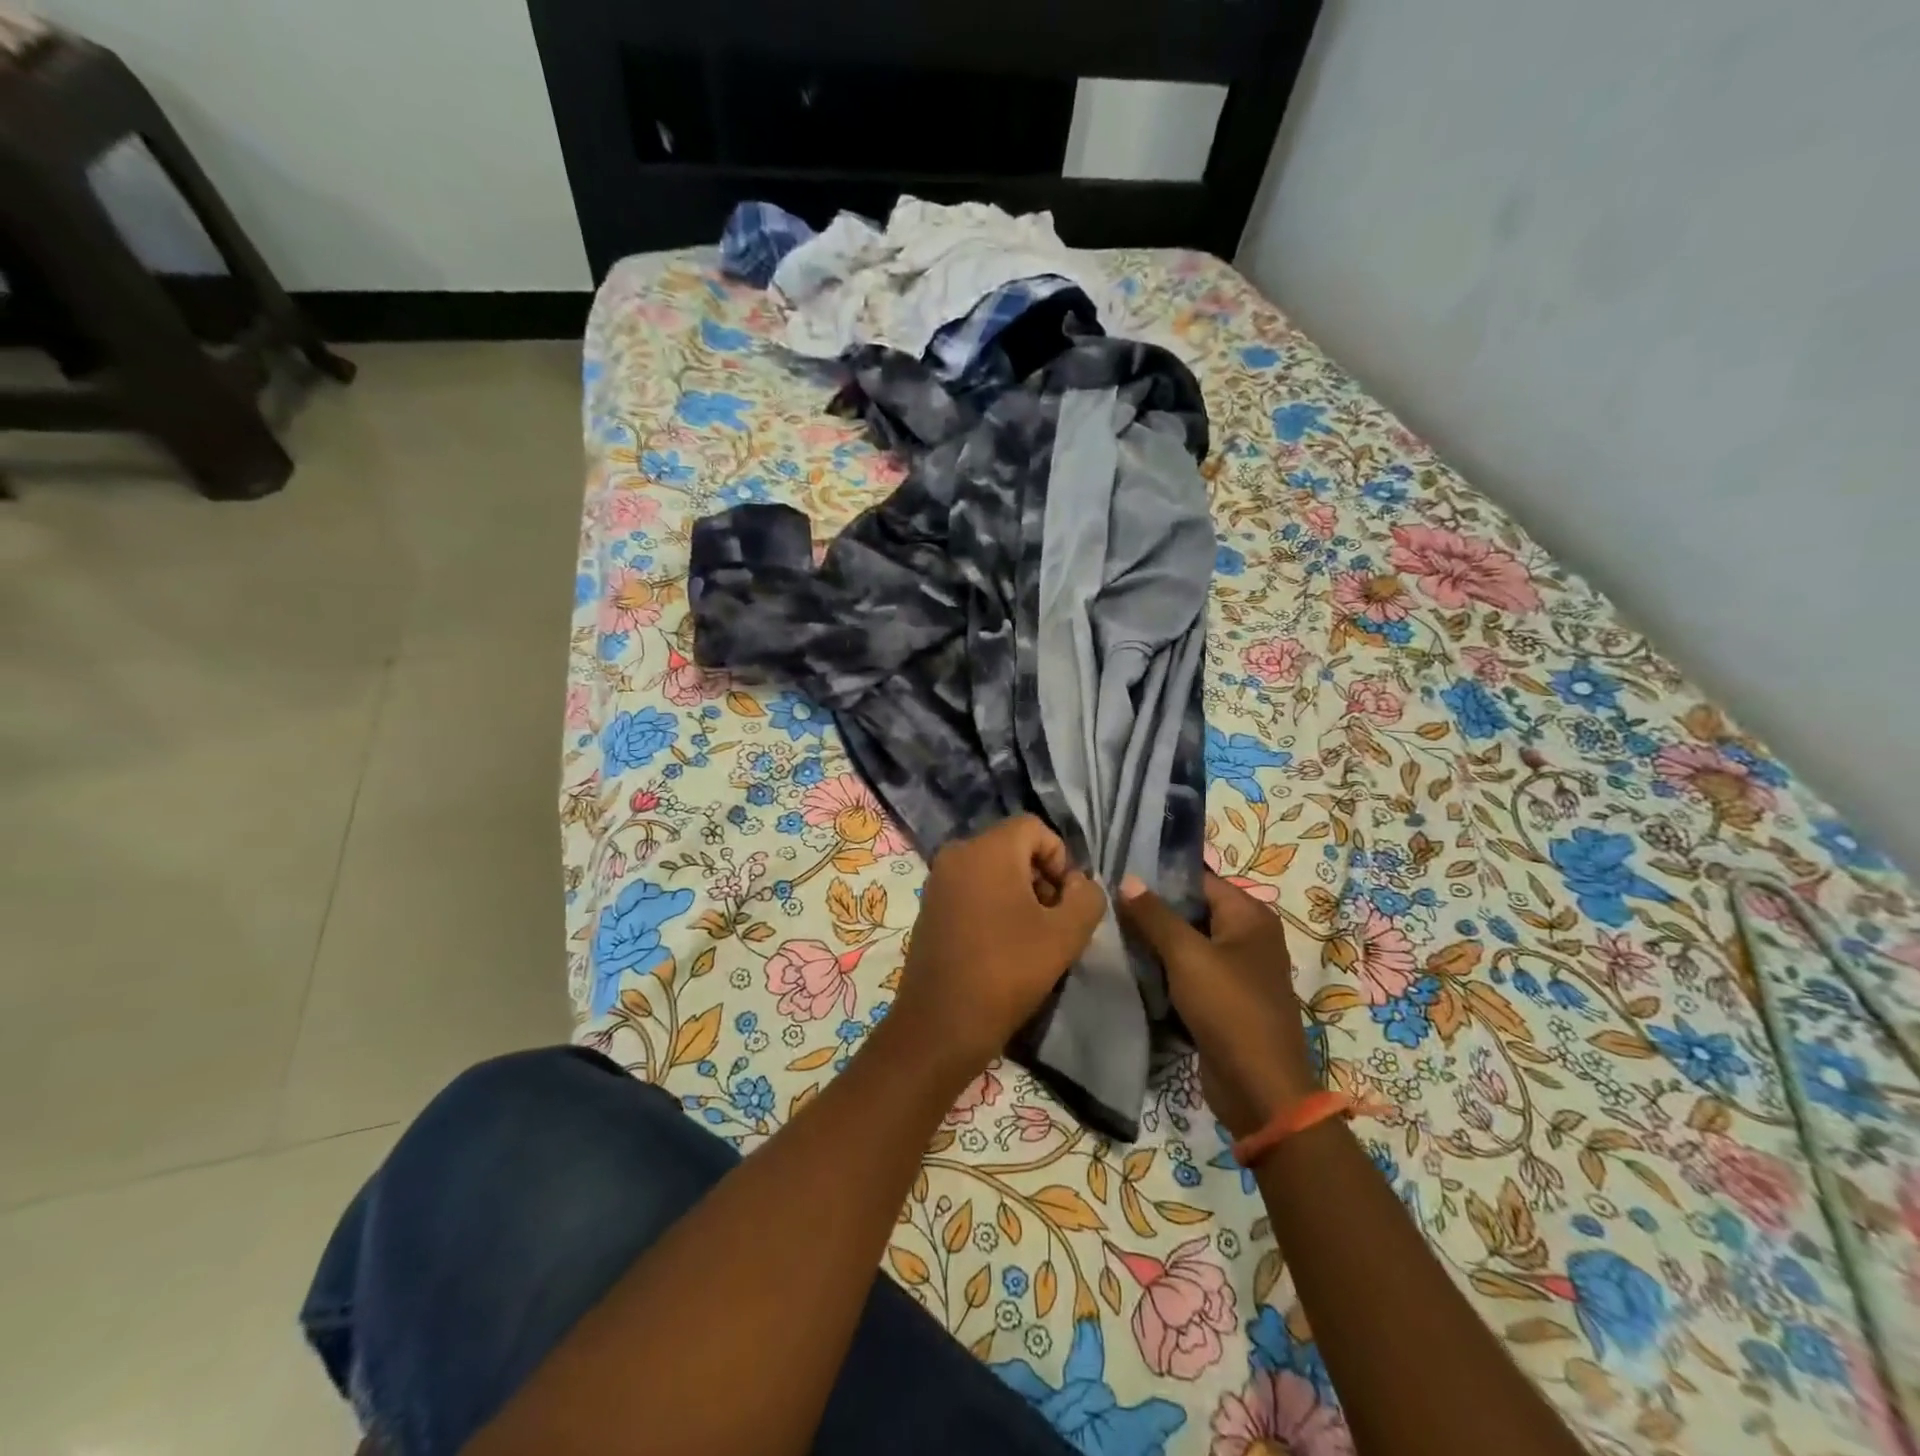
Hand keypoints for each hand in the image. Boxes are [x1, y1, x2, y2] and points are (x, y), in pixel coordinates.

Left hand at [888, 816, 1106, 1084]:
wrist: (942, 1024)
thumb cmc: (1007, 972)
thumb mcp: (1066, 934)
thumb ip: (1087, 897)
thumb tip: (1079, 885)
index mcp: (986, 849)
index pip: (1035, 828)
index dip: (1061, 859)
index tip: (1068, 902)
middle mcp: (957, 853)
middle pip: (1013, 847)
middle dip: (1042, 877)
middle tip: (1054, 922)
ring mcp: (938, 880)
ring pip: (993, 869)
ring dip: (1020, 894)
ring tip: (1032, 938)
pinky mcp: (930, 906)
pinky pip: (972, 889)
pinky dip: (994, 905)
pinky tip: (1003, 945)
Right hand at [1118, 872, 1317, 1138]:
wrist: (1259, 1088)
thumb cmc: (1229, 1009)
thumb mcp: (1187, 955)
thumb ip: (1155, 915)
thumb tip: (1127, 879)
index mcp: (1250, 916)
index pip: (1200, 879)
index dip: (1161, 875)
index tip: (1120, 872)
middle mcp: (1248, 936)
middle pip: (1193, 910)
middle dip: (1154, 908)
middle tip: (1109, 901)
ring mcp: (1238, 970)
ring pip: (1189, 942)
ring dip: (1157, 940)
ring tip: (1113, 929)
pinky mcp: (1225, 999)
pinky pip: (1190, 971)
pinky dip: (1166, 968)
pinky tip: (1133, 964)